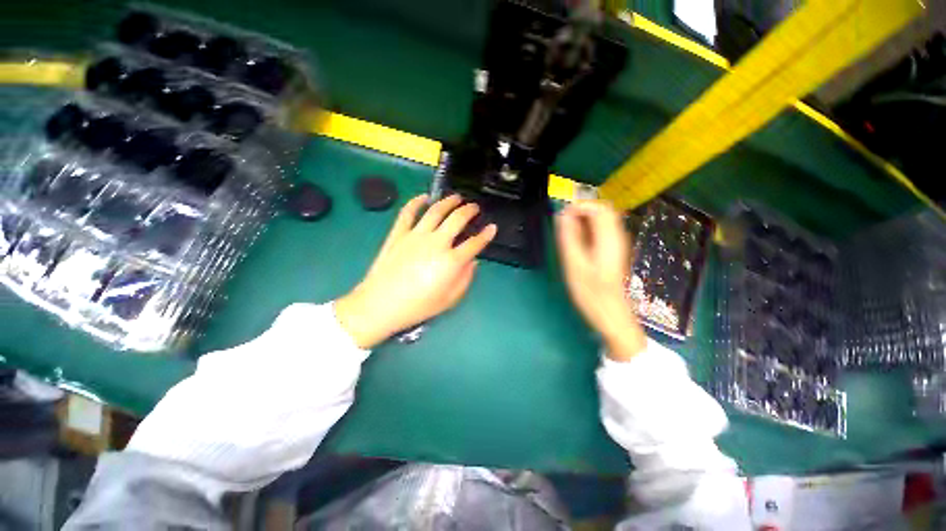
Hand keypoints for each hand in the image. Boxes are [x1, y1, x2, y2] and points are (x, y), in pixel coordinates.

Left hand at [336, 194, 496, 348]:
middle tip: (475, 207)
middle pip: (457, 219)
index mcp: (451, 261)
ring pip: (436, 210)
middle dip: (470, 210)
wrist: (380, 305)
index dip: (486, 235)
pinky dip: (416, 202)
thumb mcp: (449, 300)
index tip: (492, 228)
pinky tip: (424, 197)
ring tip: (456, 197)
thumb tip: (473, 262)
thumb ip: (465, 279)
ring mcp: (416, 235)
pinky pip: (408, 212)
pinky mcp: (398, 233)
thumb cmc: (417, 306)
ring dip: (449, 201)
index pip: (474, 243)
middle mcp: (436, 243)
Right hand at [555, 200, 645, 360]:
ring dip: (584, 220)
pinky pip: (602, 230)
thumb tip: (563, 215)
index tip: (561, 216)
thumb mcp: (574, 264)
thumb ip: (569, 237)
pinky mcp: (614, 250)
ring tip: (568, 233)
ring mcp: (618, 243)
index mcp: (608, 238)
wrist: (611, 313)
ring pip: (603, 219)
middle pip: (603, 210)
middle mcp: (617, 236)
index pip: (598, 208)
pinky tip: (578, 242)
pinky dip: (589, 229)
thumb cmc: (591, 292)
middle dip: (581, 211)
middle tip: (563, 224)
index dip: (579, 206)